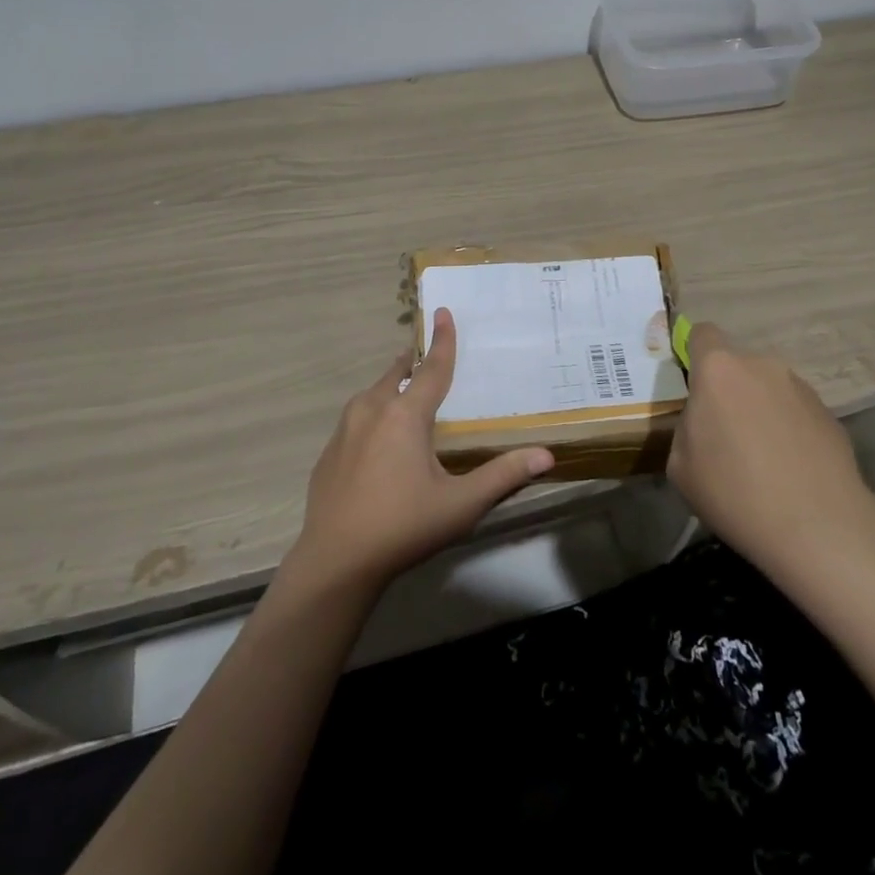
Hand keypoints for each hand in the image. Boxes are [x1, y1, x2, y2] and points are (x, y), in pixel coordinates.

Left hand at [287, 308, 555, 594]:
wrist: (334, 563)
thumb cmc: (403, 527)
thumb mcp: (461, 504)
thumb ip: (503, 476)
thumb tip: (546, 455)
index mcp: (405, 415)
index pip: (432, 368)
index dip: (443, 340)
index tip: (443, 311)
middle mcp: (372, 411)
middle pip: (396, 374)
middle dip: (412, 360)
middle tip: (425, 352)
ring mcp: (344, 431)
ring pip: (372, 394)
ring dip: (390, 385)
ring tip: (403, 389)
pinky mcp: (329, 453)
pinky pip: (355, 419)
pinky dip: (372, 414)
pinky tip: (377, 439)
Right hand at [665, 322, 874, 579]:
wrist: (819, 528)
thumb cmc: (735, 493)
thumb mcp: (681, 466)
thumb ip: (687, 427)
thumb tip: (704, 422)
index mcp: (718, 370)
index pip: (702, 334)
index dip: (693, 353)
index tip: (692, 386)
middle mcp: (761, 366)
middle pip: (736, 366)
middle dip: (728, 391)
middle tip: (726, 435)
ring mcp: (800, 387)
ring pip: (768, 388)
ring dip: (760, 410)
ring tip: (763, 459)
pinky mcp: (829, 413)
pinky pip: (795, 412)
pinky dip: (789, 430)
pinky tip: (791, 470)